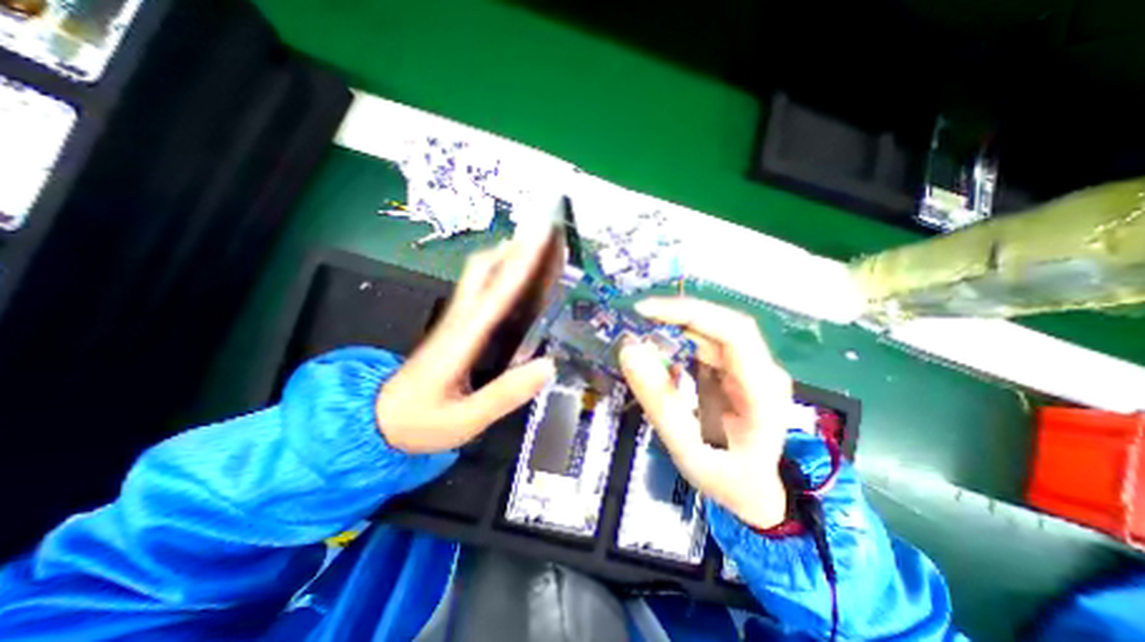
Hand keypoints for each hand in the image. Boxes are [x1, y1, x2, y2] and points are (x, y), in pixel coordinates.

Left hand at [377, 239, 554, 452]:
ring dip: (505, 257)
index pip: (494, 294)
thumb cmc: (420, 422)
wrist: (377, 421)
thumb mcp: (465, 420)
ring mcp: (454, 320)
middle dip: (511, 249)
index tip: (539, 240)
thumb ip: (506, 394)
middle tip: (541, 239)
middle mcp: (457, 320)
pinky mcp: (455, 326)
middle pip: (480, 270)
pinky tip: (516, 283)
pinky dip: (498, 275)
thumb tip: (548, 365)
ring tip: (534, 251)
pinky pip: (478, 290)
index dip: (518, 265)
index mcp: (460, 340)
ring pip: (478, 275)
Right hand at [618, 298, 799, 529]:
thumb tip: (630, 352)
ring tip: (642, 340)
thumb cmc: (728, 479)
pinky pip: (704, 346)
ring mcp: (750, 368)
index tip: (646, 311)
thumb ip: (659, 402)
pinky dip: (678, 345)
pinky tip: (660, 357)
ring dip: (674, 330)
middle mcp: (762, 370)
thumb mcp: (687, 449)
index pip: (733, 331)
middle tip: (636, 320)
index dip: (690, 313)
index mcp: (762, 390)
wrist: (757, 493)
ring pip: (710, 333)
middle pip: (720, 326)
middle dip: (676, 318)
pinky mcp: (735, 371)